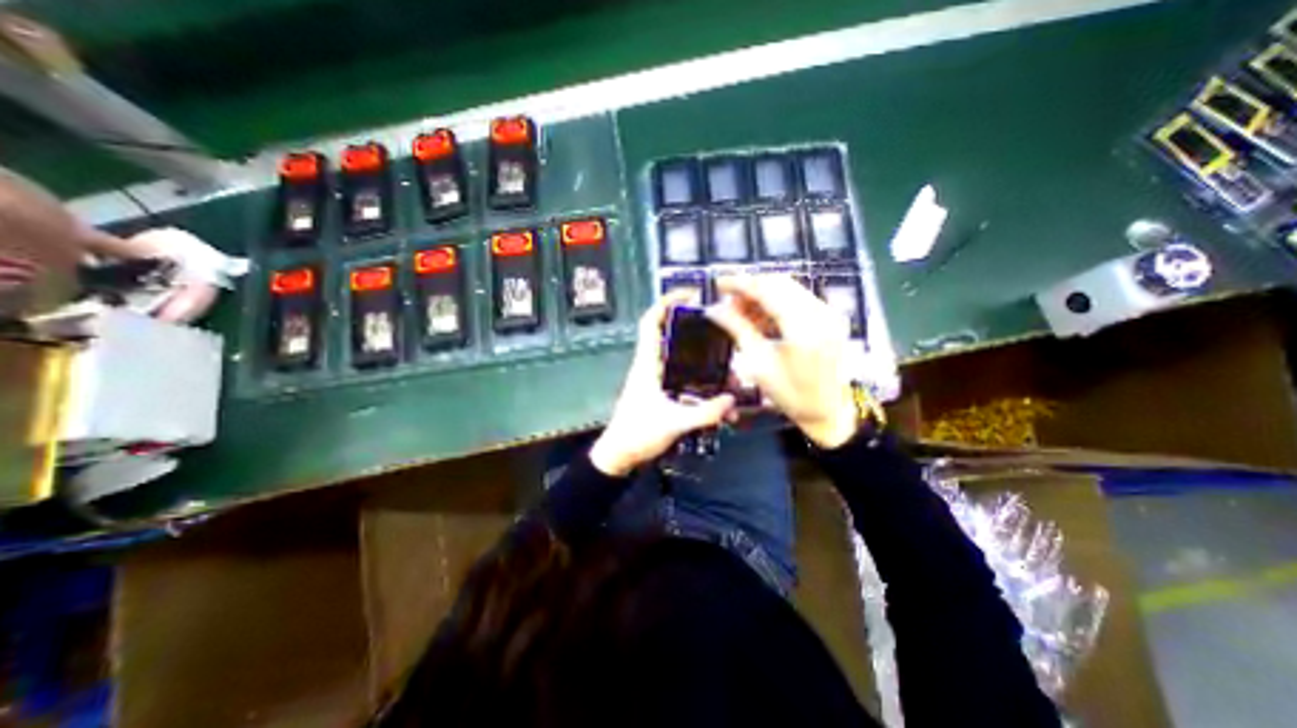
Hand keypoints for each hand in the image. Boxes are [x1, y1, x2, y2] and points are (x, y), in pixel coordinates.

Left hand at [592, 291, 739, 478]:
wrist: (619, 455)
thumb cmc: (637, 433)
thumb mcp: (673, 423)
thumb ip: (704, 413)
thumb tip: (732, 401)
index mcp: (647, 363)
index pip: (651, 322)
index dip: (666, 302)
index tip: (689, 293)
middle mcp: (651, 366)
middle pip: (671, 336)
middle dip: (694, 329)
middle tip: (721, 330)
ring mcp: (656, 380)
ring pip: (680, 359)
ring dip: (701, 360)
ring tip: (727, 368)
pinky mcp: (661, 393)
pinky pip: (683, 379)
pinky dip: (699, 382)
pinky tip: (718, 397)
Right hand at [705, 272, 857, 449]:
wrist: (829, 412)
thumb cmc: (791, 394)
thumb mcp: (759, 363)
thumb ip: (738, 329)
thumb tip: (714, 309)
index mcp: (803, 328)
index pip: (768, 290)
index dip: (741, 283)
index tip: (718, 283)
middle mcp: (821, 313)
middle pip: (779, 283)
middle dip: (750, 287)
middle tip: (727, 300)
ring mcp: (829, 313)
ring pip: (789, 288)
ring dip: (762, 294)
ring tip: (740, 311)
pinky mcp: (830, 317)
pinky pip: (798, 298)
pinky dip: (776, 303)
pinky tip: (759, 316)